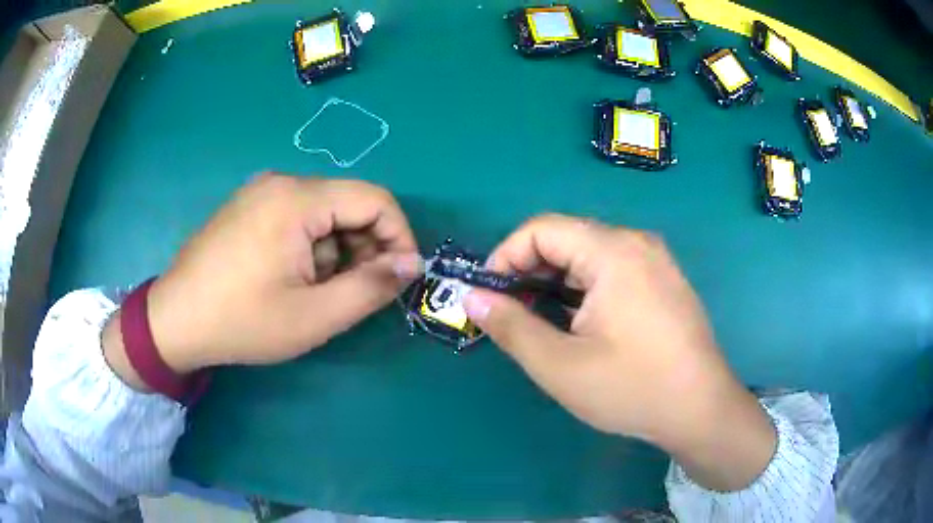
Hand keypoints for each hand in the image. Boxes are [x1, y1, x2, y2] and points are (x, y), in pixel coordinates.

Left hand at [104, 174, 420, 379]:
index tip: (399, 278)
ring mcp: (260, 191)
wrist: (174, 321)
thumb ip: (371, 287)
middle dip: (364, 248)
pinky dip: (310, 247)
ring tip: (315, 292)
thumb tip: (411, 263)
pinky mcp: (248, 206)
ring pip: (324, 213)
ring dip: (335, 252)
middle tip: (353, 294)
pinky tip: (291, 279)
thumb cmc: (242, 322)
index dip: (399, 237)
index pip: (375, 199)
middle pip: (348, 204)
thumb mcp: (314, 316)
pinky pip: (297, 217)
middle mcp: (280, 182)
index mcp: (297, 199)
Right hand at [463, 214, 775, 490]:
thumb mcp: (560, 365)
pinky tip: (580, 324)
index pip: (541, 229)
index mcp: (613, 251)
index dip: (505, 256)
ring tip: (541, 322)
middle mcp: (637, 243)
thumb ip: (510, 326)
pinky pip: (613, 269)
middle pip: (567, 238)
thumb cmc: (632, 388)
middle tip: (511, 314)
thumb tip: (471, 297)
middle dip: (529, 271)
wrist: (701, 410)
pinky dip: (584, 289)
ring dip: (556, 282)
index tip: (489, 296)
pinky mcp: (664, 280)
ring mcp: (656, 260)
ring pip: (589, 255)